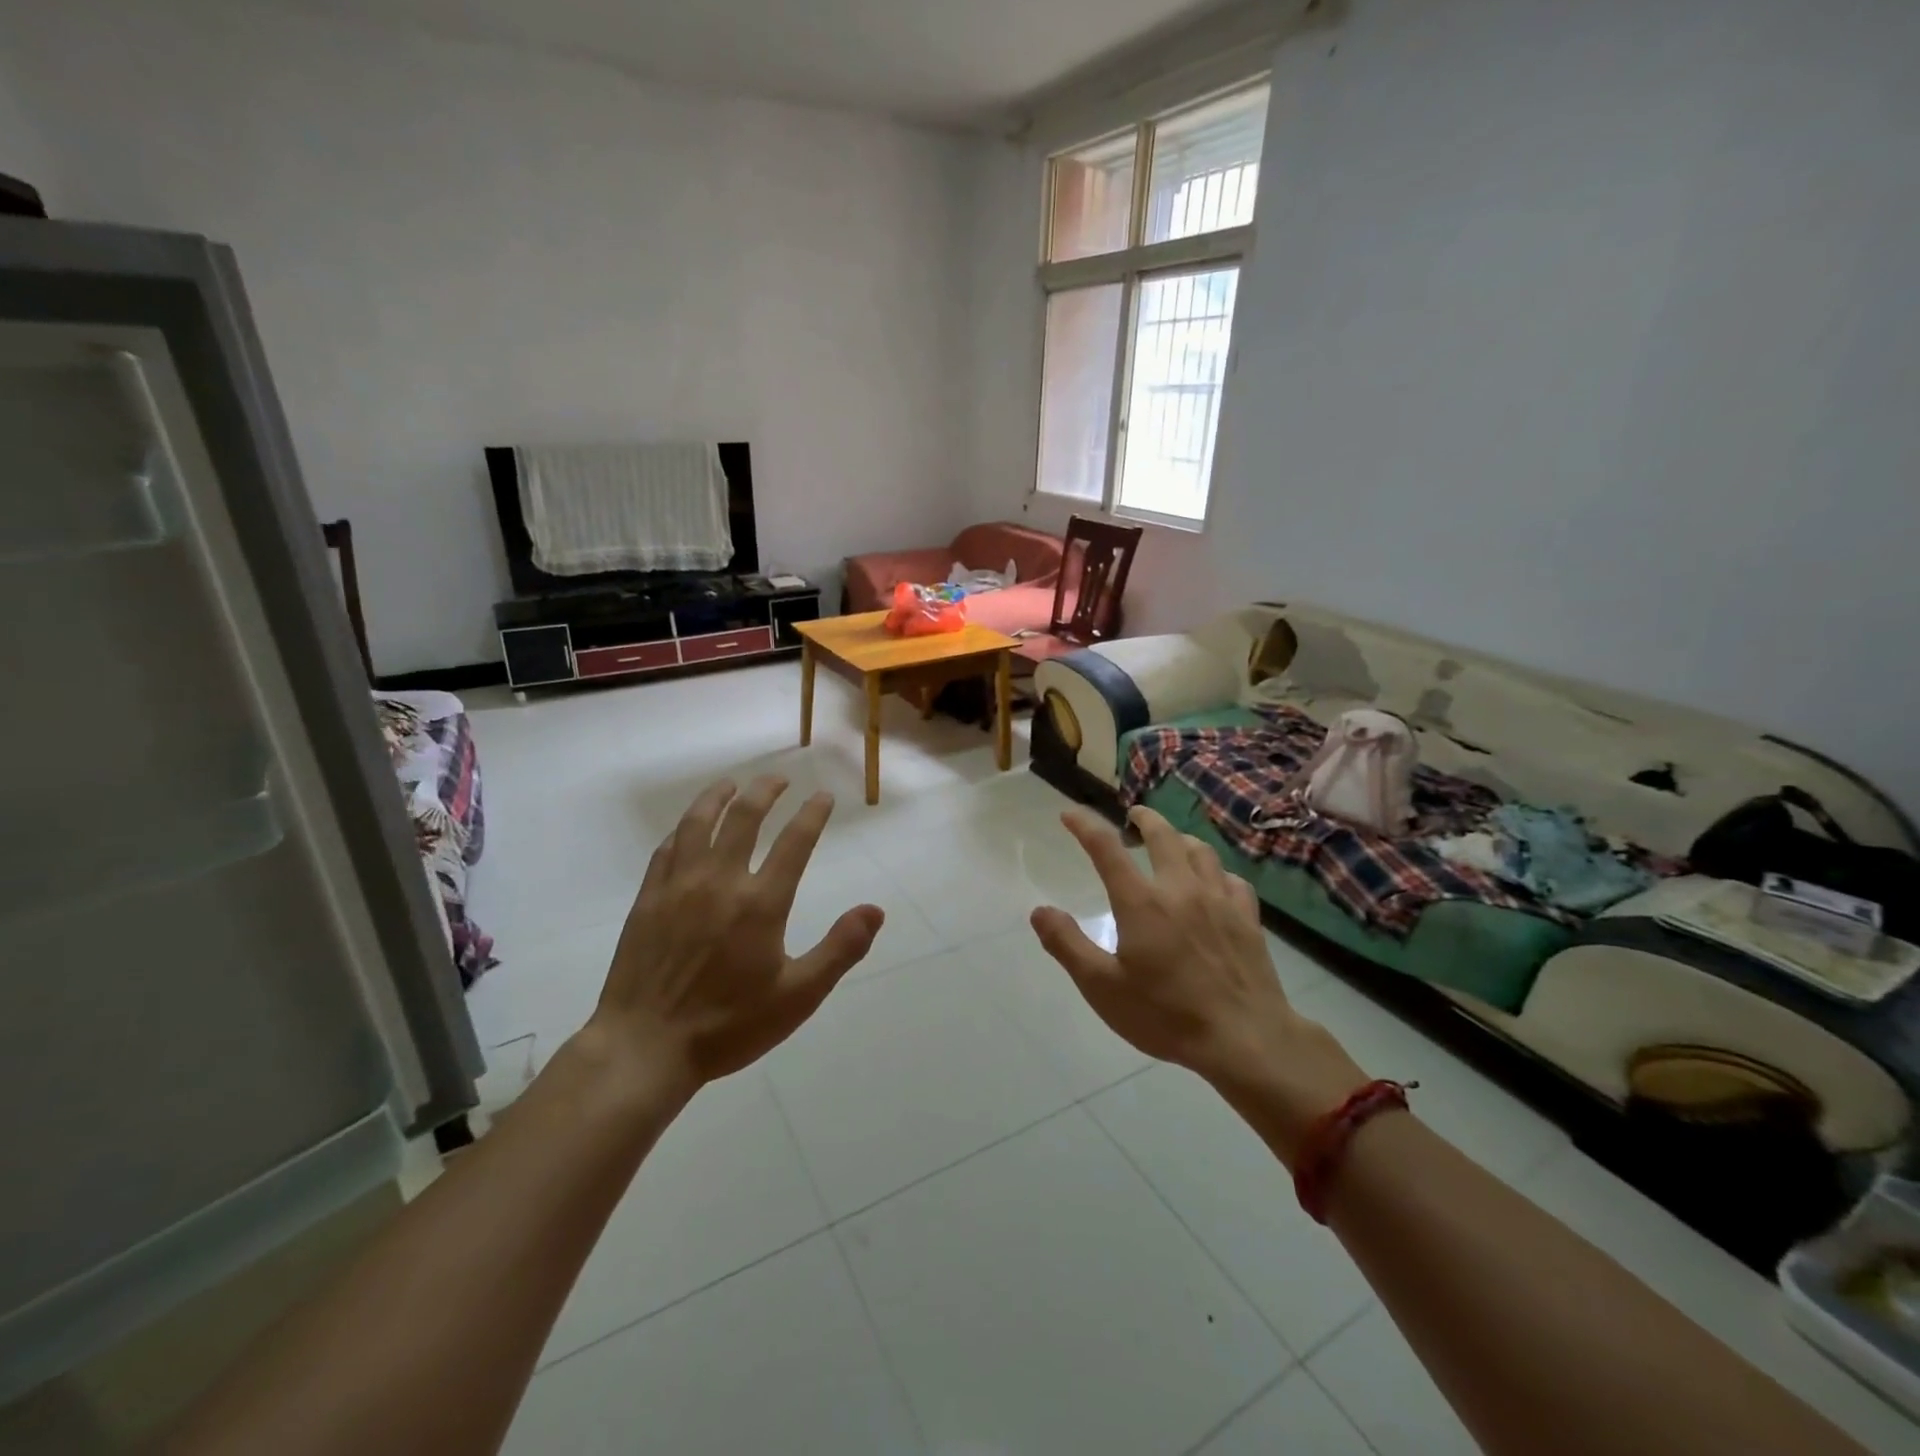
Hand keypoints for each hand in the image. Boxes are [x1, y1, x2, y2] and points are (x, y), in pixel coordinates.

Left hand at [588, 776, 882, 1093]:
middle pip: (745, 818)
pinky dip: (683, 829)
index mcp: (761, 903)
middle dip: (766, 791)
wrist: (645, 1047)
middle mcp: (720, 882)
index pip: (794, 842)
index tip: (823, 796)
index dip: (812, 814)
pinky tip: (688, 828)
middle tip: (779, 779)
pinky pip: (667, 849)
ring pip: (699, 823)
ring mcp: (679, 887)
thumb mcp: (798, 997)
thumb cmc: (728, 1026)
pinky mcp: (648, 899)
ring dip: (718, 797)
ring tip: (732, 784)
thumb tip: (876, 910)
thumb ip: (840, 949)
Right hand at [1032, 806, 1367, 1157]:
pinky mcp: (1247, 918)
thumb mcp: (1102, 988)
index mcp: (1141, 902)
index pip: (1106, 848)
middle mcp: (1180, 889)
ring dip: (1180, 839)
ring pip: (1200, 850)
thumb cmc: (1166, 1015)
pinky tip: (1214, 882)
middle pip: (1162, 835)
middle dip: (1144, 818)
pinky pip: (1232, 879)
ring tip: (1172, 843)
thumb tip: (1039, 910)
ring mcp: (1219, 900)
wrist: (1244, 1038)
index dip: (1084, 825)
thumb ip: (1067, 945)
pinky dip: (1216, 872)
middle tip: (1134, 816)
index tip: (1069, 815)